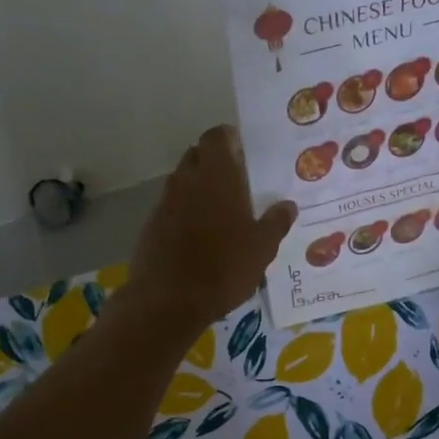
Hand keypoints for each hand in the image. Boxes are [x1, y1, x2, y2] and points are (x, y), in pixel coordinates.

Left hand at [125, 125, 296, 332]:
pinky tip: (200, 237)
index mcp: (215, 176)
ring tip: (221, 212)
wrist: (168, 301)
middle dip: (215, 163)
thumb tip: (287, 206)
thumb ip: (276, 222)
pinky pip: (171, 208)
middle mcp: (186, 181)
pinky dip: (185, 213)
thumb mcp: (262, 248)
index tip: (244, 152)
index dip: (229, 139)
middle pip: (197, 156)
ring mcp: (164, 203)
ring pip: (183, 183)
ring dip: (199, 189)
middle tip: (238, 182)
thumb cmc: (223, 267)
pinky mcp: (151, 226)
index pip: (216, 137)